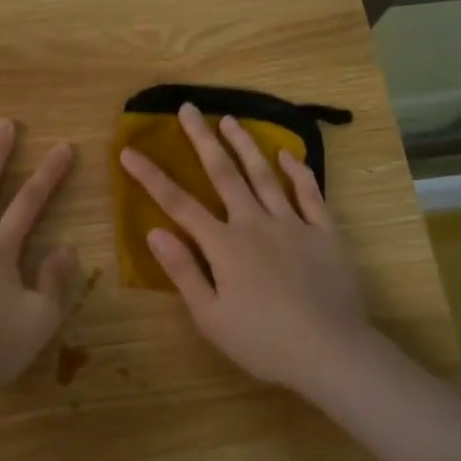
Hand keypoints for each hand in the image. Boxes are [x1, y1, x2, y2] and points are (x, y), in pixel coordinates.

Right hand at [120, 103, 376, 395]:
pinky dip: (298, 171)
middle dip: (202, 139)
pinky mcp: (324, 232)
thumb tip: (154, 231)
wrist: (330, 352)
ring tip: (229, 119)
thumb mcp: (210, 316)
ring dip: (244, 145)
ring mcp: (293, 223)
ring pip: (264, 174)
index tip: (129, 151)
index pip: (178, 203)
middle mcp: (254, 223)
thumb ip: (182, 270)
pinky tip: (288, 154)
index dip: (150, 176)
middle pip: (223, 173)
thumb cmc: (263, 341)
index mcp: (223, 244)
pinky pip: (310, 194)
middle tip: (188, 108)